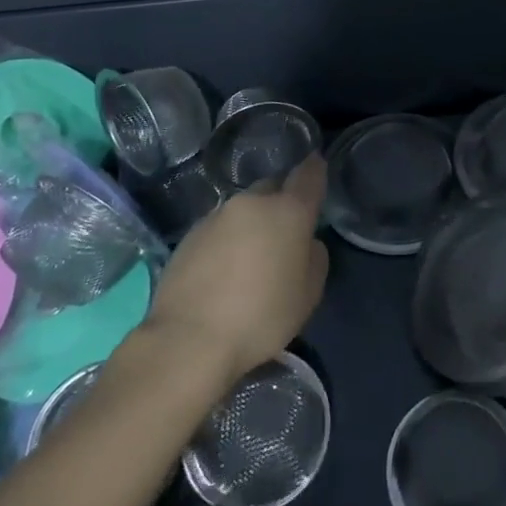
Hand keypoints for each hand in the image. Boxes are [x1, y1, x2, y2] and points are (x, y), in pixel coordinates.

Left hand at [142, 155, 330, 383]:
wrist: (190, 339)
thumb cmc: (261, 317)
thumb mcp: (309, 294)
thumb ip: (314, 257)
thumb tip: (305, 242)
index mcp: (288, 211)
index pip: (308, 175)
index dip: (315, 169)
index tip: (317, 166)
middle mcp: (252, 203)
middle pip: (271, 189)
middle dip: (280, 202)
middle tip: (283, 233)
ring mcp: (216, 216)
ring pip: (243, 210)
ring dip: (251, 224)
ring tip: (250, 259)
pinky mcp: (189, 235)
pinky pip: (218, 229)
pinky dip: (226, 241)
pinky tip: (223, 271)